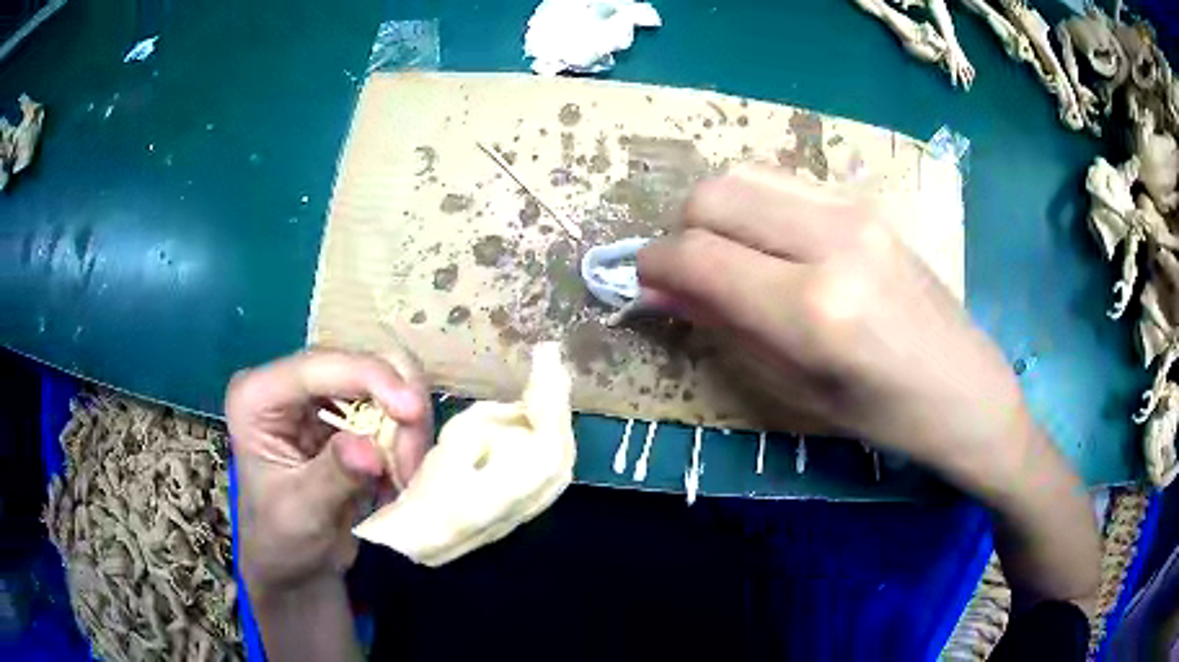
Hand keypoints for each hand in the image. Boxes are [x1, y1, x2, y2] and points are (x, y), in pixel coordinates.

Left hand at [227, 347, 431, 593]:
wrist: (295, 566)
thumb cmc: (283, 541)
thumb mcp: (302, 514)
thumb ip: (333, 477)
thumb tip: (371, 450)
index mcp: (258, 397)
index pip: (318, 366)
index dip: (371, 378)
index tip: (413, 412)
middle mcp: (289, 384)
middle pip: (360, 363)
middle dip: (397, 408)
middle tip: (411, 463)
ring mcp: (320, 396)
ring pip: (387, 380)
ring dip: (408, 428)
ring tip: (405, 477)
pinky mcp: (347, 413)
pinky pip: (393, 408)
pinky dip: (407, 439)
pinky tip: (401, 475)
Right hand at [638, 165, 1027, 493]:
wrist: (965, 389)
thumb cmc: (882, 416)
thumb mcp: (794, 391)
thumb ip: (722, 328)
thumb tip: (659, 290)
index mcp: (812, 309)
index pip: (698, 256)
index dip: (654, 267)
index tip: (646, 286)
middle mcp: (831, 241)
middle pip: (713, 195)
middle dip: (681, 233)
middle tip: (691, 276)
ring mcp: (854, 211)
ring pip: (743, 175)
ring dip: (717, 214)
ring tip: (730, 258)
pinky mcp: (866, 203)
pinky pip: (783, 183)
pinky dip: (755, 207)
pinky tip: (772, 246)